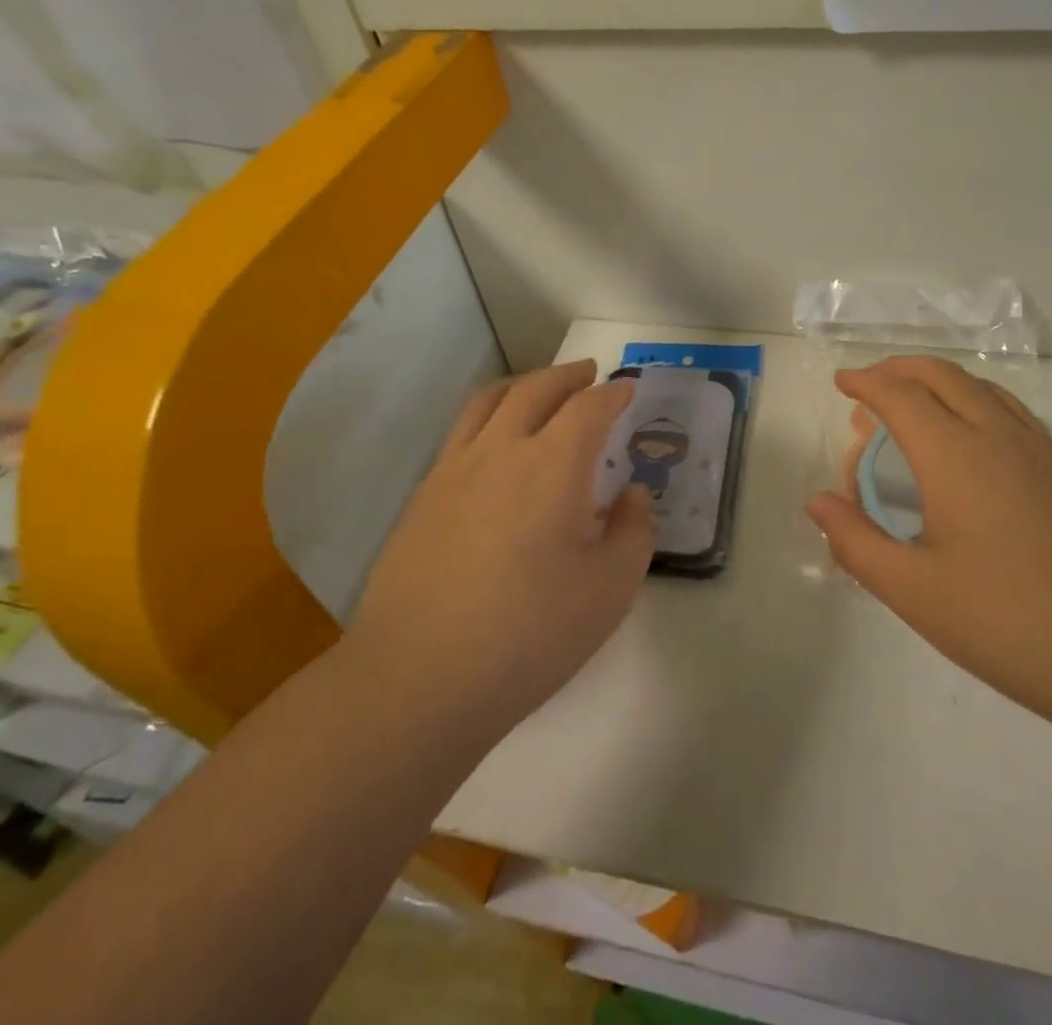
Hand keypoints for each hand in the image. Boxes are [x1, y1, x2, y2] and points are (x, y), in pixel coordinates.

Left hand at [344, 360, 652, 742]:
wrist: (419, 677)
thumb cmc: (529, 633)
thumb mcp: (609, 590)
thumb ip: (632, 532)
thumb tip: (631, 495)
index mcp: (553, 464)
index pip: (589, 408)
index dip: (612, 394)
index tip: (627, 390)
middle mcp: (501, 450)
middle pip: (535, 389)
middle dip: (567, 376)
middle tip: (588, 373)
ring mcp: (453, 470)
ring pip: (488, 402)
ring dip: (522, 385)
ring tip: (538, 390)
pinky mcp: (422, 497)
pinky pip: (459, 433)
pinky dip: (487, 418)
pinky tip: (493, 447)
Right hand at [807, 356, 1051, 736]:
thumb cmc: (1008, 624)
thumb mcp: (914, 592)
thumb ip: (856, 542)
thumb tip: (818, 501)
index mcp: (955, 456)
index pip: (900, 395)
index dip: (866, 382)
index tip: (842, 383)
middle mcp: (999, 436)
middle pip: (942, 375)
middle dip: (900, 369)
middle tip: (870, 384)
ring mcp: (1042, 451)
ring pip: (982, 388)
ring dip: (940, 381)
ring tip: (915, 403)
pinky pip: (1012, 412)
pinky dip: (976, 401)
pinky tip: (973, 439)